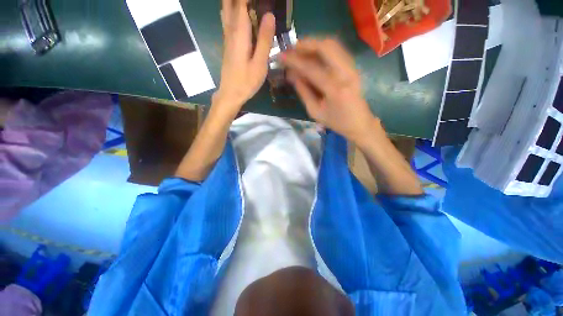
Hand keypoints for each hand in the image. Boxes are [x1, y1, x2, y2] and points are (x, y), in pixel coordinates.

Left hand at [214, 0, 275, 118]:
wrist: (230, 94)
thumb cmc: (246, 81)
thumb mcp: (259, 64)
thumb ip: (264, 40)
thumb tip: (269, 15)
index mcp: (239, 34)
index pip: (241, 3)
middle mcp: (230, 31)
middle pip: (229, 4)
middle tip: (254, 2)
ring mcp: (227, 38)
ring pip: (226, 11)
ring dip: (234, 3)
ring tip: (248, 4)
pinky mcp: (228, 45)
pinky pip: (228, 20)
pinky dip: (233, 11)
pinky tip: (241, 15)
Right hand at [283, 39, 378, 142]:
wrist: (359, 123)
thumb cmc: (336, 121)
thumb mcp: (315, 112)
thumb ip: (304, 92)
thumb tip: (291, 75)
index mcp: (335, 89)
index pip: (311, 68)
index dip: (295, 61)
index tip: (282, 56)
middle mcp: (345, 73)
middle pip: (326, 47)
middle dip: (306, 44)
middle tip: (291, 48)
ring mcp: (352, 67)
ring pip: (333, 45)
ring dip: (314, 44)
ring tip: (300, 50)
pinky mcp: (353, 67)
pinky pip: (337, 50)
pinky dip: (323, 48)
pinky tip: (313, 54)